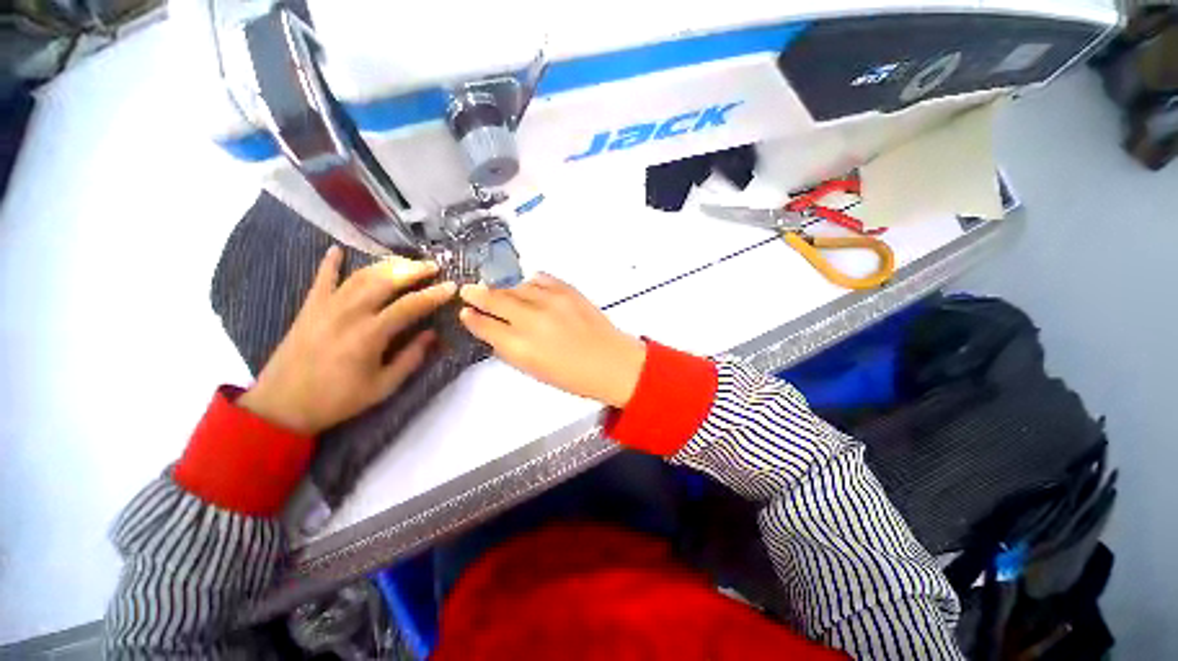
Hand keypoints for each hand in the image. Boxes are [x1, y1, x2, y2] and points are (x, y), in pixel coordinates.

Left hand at [238, 246, 456, 434]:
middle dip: (413, 270)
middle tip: (433, 266)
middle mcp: (349, 313)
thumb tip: (432, 334)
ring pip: (361, 276)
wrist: (282, 405)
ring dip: (386, 265)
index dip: (434, 295)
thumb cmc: (338, 399)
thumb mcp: (383, 387)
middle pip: (386, 281)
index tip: (452, 286)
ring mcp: (326, 306)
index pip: (410, 306)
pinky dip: (330, 263)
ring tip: (406, 261)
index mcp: (370, 334)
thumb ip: (410, 358)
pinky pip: (321, 278)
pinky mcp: (309, 307)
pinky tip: (338, 249)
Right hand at [458, 273, 646, 407]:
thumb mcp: (534, 370)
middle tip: (469, 290)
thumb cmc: (573, 376)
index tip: (465, 312)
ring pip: (517, 287)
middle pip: (496, 299)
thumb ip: (511, 349)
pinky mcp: (568, 290)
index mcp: (520, 347)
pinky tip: (530, 288)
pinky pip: (540, 278)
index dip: (472, 318)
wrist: (611, 362)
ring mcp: (550, 300)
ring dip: (507, 291)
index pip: (485, 326)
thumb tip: (496, 331)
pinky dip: (531, 283)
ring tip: (504, 295)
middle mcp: (531, 319)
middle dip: (478, 294)